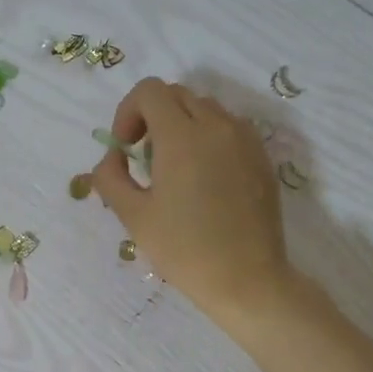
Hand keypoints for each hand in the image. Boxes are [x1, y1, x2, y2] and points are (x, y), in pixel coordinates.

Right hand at [88, 78, 292, 327]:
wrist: (247, 280)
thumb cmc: (184, 250)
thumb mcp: (133, 216)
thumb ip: (110, 177)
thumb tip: (113, 157)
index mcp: (182, 137)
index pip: (149, 91)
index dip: (128, 112)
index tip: (126, 148)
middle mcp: (217, 126)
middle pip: (177, 95)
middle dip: (153, 116)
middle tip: (145, 158)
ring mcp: (245, 140)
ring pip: (206, 108)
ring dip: (182, 124)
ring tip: (175, 169)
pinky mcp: (262, 157)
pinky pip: (229, 128)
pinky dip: (209, 137)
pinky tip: (204, 178)